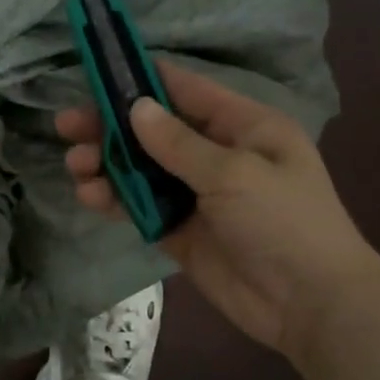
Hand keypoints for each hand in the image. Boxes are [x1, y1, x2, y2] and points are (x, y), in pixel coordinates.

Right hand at [58, 60, 379, 366]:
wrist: (312, 306)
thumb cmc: (284, 223)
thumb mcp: (234, 173)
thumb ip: (179, 143)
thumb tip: (135, 108)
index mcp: (242, 126)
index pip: (185, 90)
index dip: (141, 78)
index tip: (96, 72)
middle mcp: (217, 153)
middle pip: (154, 129)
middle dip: (110, 126)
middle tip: (67, 126)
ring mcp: (197, 193)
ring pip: (141, 167)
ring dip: (106, 163)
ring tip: (76, 166)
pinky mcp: (181, 229)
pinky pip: (141, 205)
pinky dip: (114, 198)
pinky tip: (89, 196)